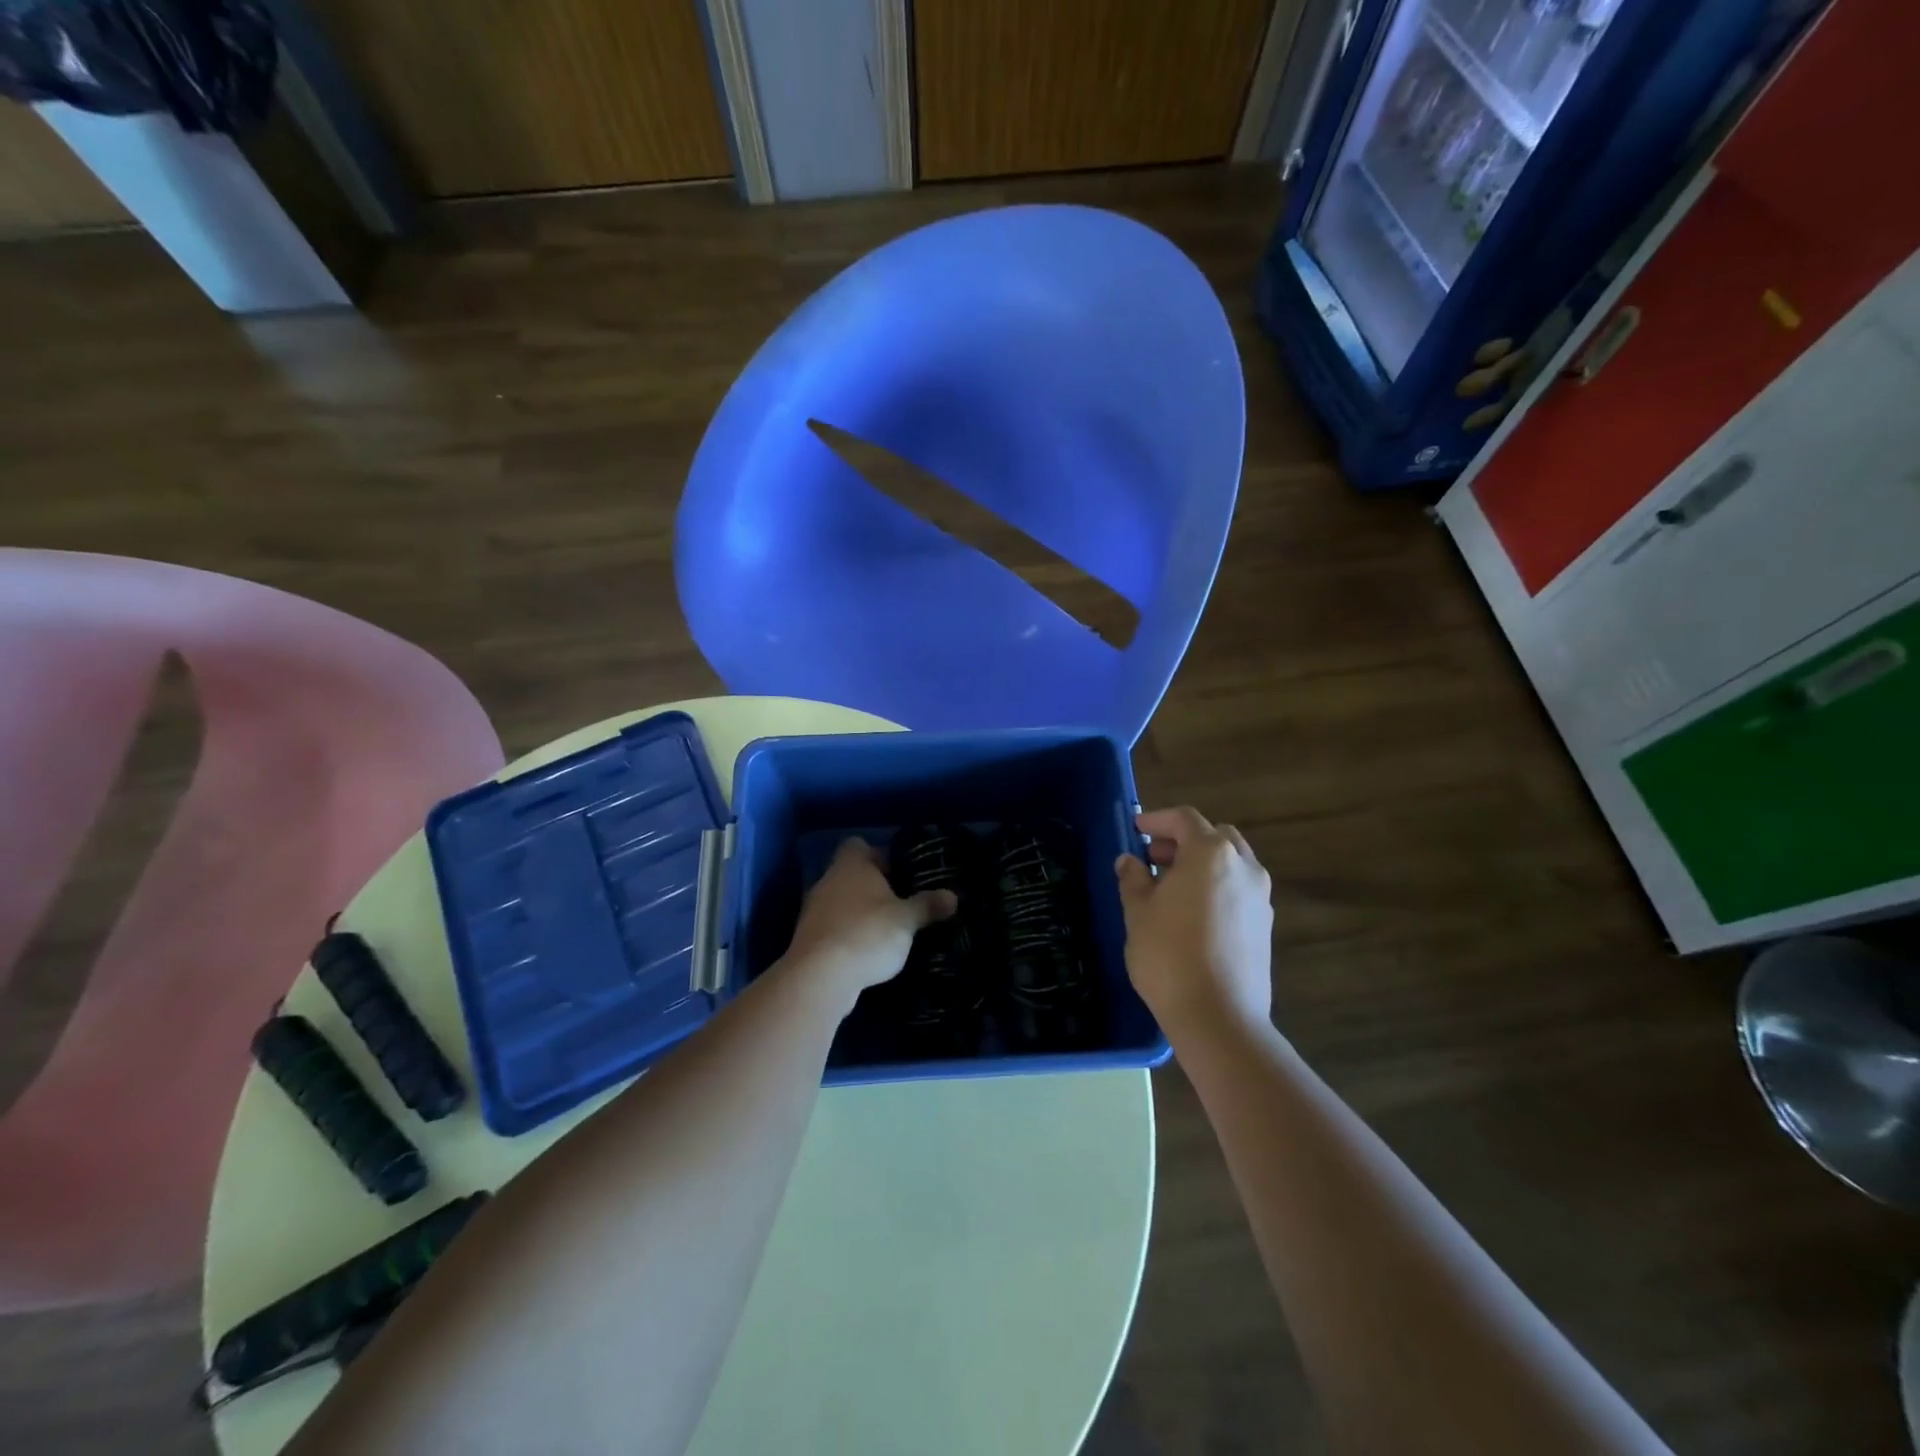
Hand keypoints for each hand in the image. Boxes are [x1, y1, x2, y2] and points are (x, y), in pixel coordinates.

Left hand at [783, 838, 956, 1005]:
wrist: (820, 977)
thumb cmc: (868, 934)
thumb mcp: (906, 920)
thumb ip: (928, 906)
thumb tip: (953, 896)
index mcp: (851, 866)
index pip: (858, 845)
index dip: (878, 855)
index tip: (898, 872)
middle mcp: (828, 881)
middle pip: (850, 874)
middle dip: (872, 887)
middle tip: (899, 902)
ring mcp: (813, 910)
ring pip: (840, 901)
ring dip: (858, 912)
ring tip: (886, 929)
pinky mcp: (808, 939)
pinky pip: (832, 927)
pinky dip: (847, 934)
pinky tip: (866, 951)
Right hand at [1115, 806, 1273, 1038]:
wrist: (1219, 1017)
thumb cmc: (1169, 955)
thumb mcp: (1138, 913)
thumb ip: (1133, 880)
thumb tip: (1129, 862)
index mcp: (1211, 854)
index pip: (1184, 819)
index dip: (1157, 819)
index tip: (1136, 830)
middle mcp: (1243, 867)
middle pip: (1215, 836)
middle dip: (1184, 840)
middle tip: (1154, 859)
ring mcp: (1261, 897)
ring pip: (1232, 863)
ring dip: (1203, 864)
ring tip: (1171, 887)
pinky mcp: (1265, 926)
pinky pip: (1239, 890)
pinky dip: (1217, 887)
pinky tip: (1193, 913)